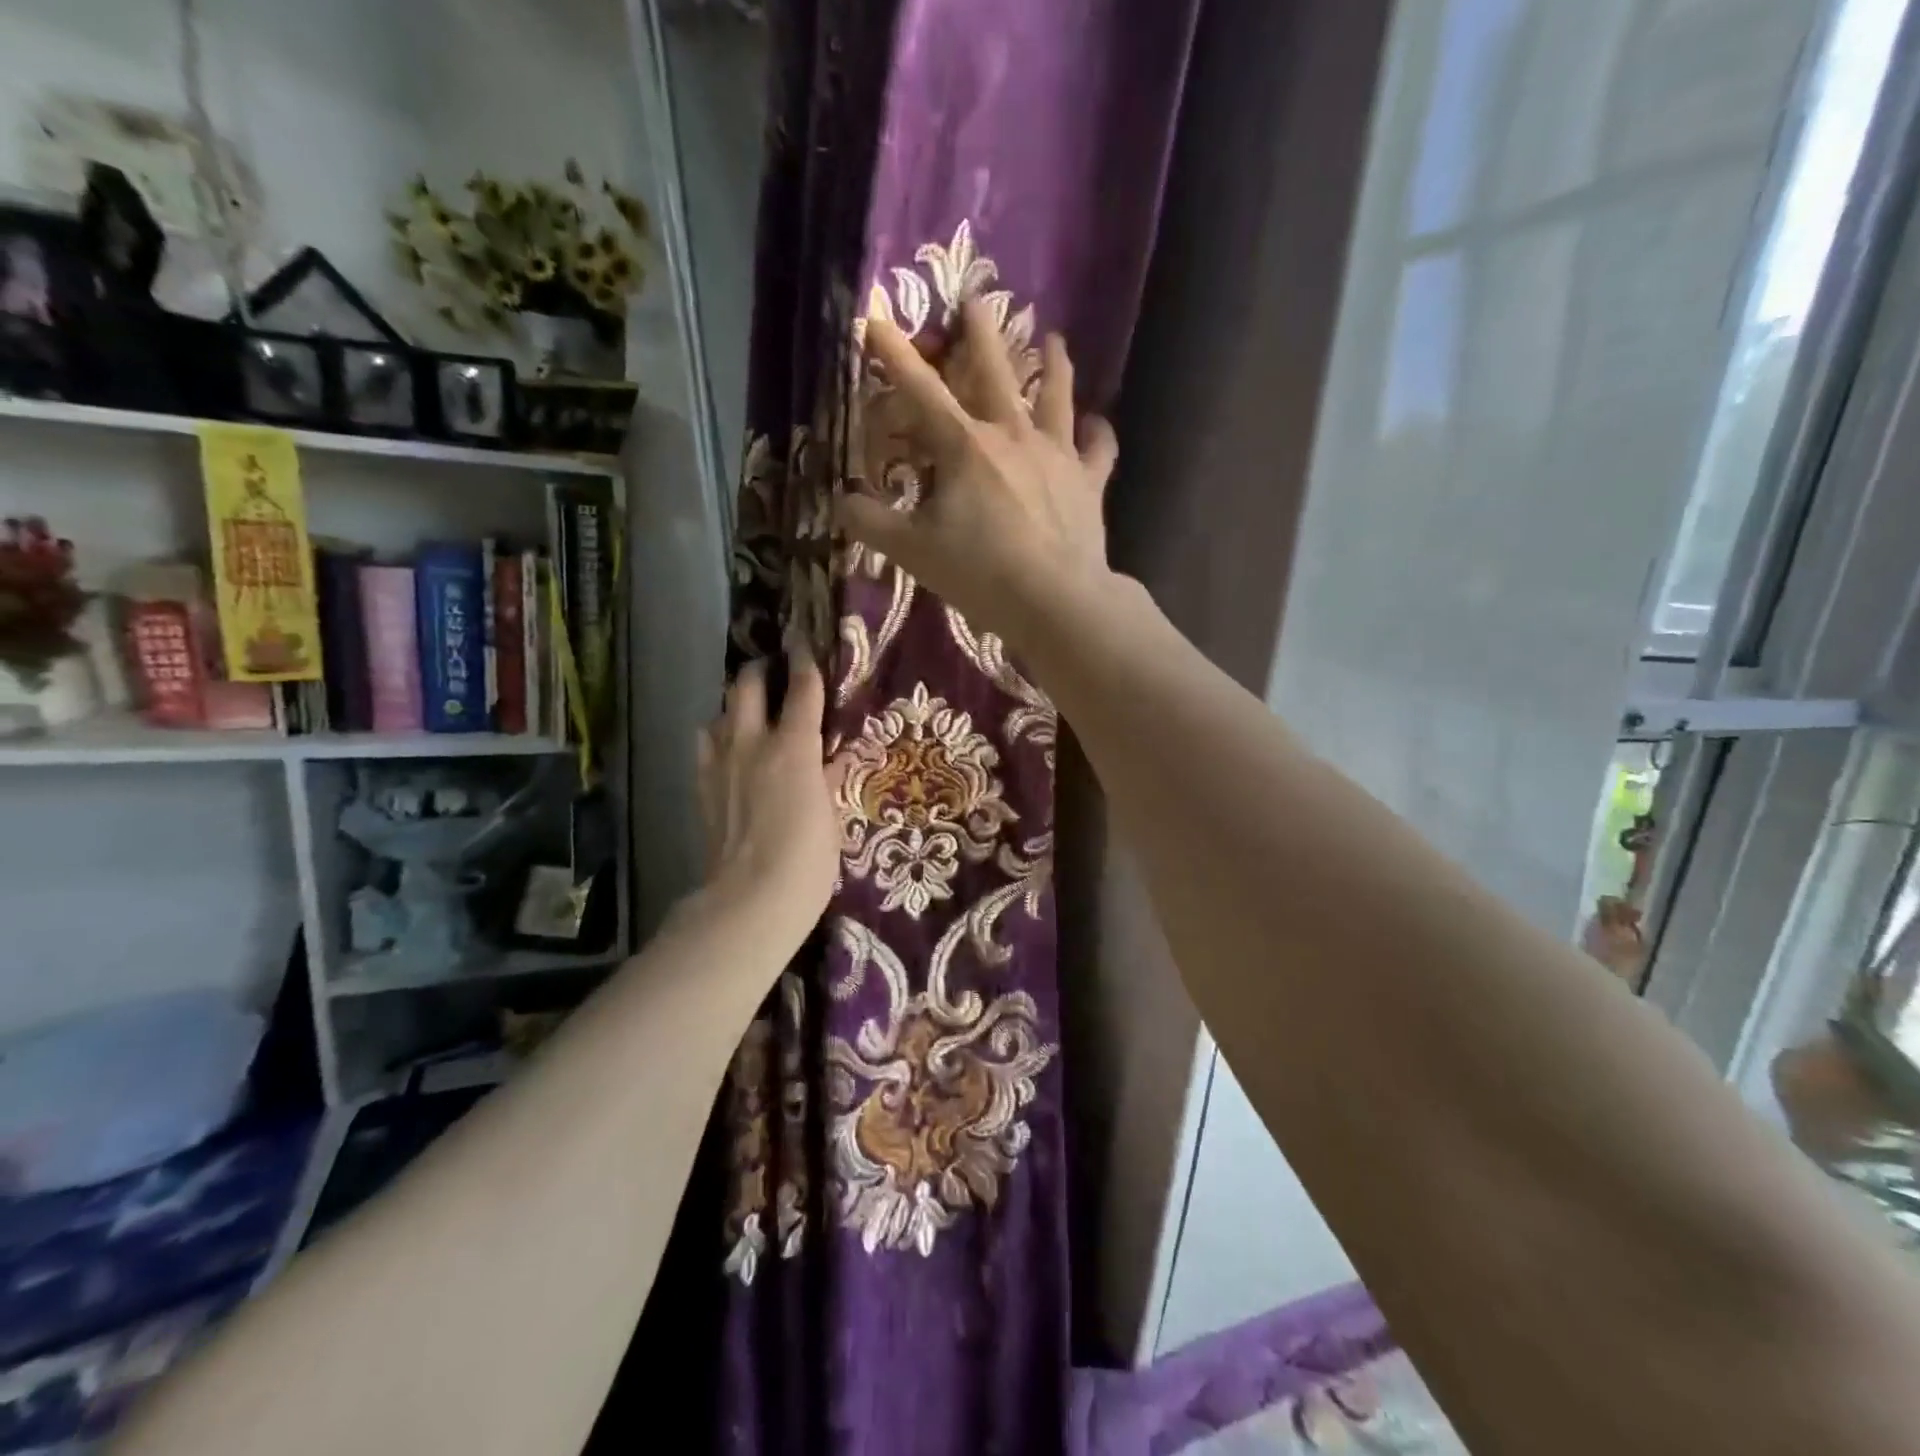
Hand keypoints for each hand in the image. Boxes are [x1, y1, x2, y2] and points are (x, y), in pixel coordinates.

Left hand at [693, 643, 842, 951]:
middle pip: (748, 686)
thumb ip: (831, 778)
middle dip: (761, 670)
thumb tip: (835, 757)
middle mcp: (752, 743)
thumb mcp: (832, 817)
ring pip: (720, 712)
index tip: (806, 644)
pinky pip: (706, 746)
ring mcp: (721, 764)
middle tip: (774, 670)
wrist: (750, 901)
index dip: (806, 662)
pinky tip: (727, 749)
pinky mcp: (703, 788)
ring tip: (750, 711)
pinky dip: (717, 737)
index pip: (802, 689)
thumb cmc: (808, 860)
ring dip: (735, 704)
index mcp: (793, 747)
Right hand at [836, 297, 1120, 651]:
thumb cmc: (980, 572)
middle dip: (980, 332)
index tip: (876, 317)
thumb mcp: (912, 551)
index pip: (920, 391)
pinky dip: (1098, 434)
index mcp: (964, 446)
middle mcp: (1012, 435)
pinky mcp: (1089, 482)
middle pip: (995, 371)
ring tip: (1055, 339)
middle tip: (977, 297)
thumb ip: (871, 523)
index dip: (894, 355)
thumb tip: (842, 500)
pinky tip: (1097, 425)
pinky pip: (1099, 448)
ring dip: (1054, 364)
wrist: (1055, 600)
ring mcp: (1056, 455)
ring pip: (1056, 396)